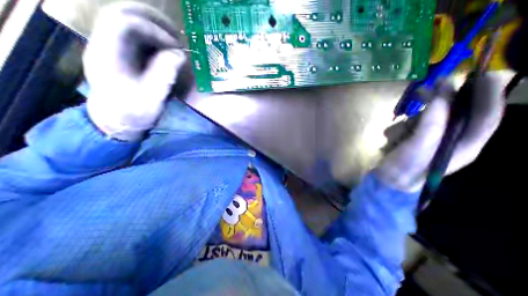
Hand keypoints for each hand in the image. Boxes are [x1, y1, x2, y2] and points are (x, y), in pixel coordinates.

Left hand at [83, 2, 185, 140]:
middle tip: (177, 35)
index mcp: (108, 55)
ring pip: (128, 19)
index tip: (176, 47)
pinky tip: (166, 46)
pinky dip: (153, 35)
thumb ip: (164, 75)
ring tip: (174, 39)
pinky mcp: (120, 52)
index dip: (154, 30)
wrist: (117, 119)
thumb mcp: (152, 98)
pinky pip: (134, 33)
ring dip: (154, 25)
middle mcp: (105, 44)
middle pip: (122, 12)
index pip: (124, 23)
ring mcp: (111, 46)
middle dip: (154, 20)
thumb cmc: (134, 112)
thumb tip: (180, 54)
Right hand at [378, 74, 504, 191]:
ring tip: (399, 126)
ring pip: (429, 118)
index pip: (486, 115)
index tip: (482, 74)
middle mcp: (452, 139)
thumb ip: (432, 123)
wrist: (388, 181)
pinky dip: (401, 127)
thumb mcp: (419, 146)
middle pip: (455, 113)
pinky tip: (392, 136)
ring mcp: (431, 139)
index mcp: (465, 144)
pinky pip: (411, 125)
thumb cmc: (405, 167)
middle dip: (442, 100)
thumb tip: (441, 96)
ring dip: (413, 118)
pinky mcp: (414, 139)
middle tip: (428, 86)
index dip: (488, 94)